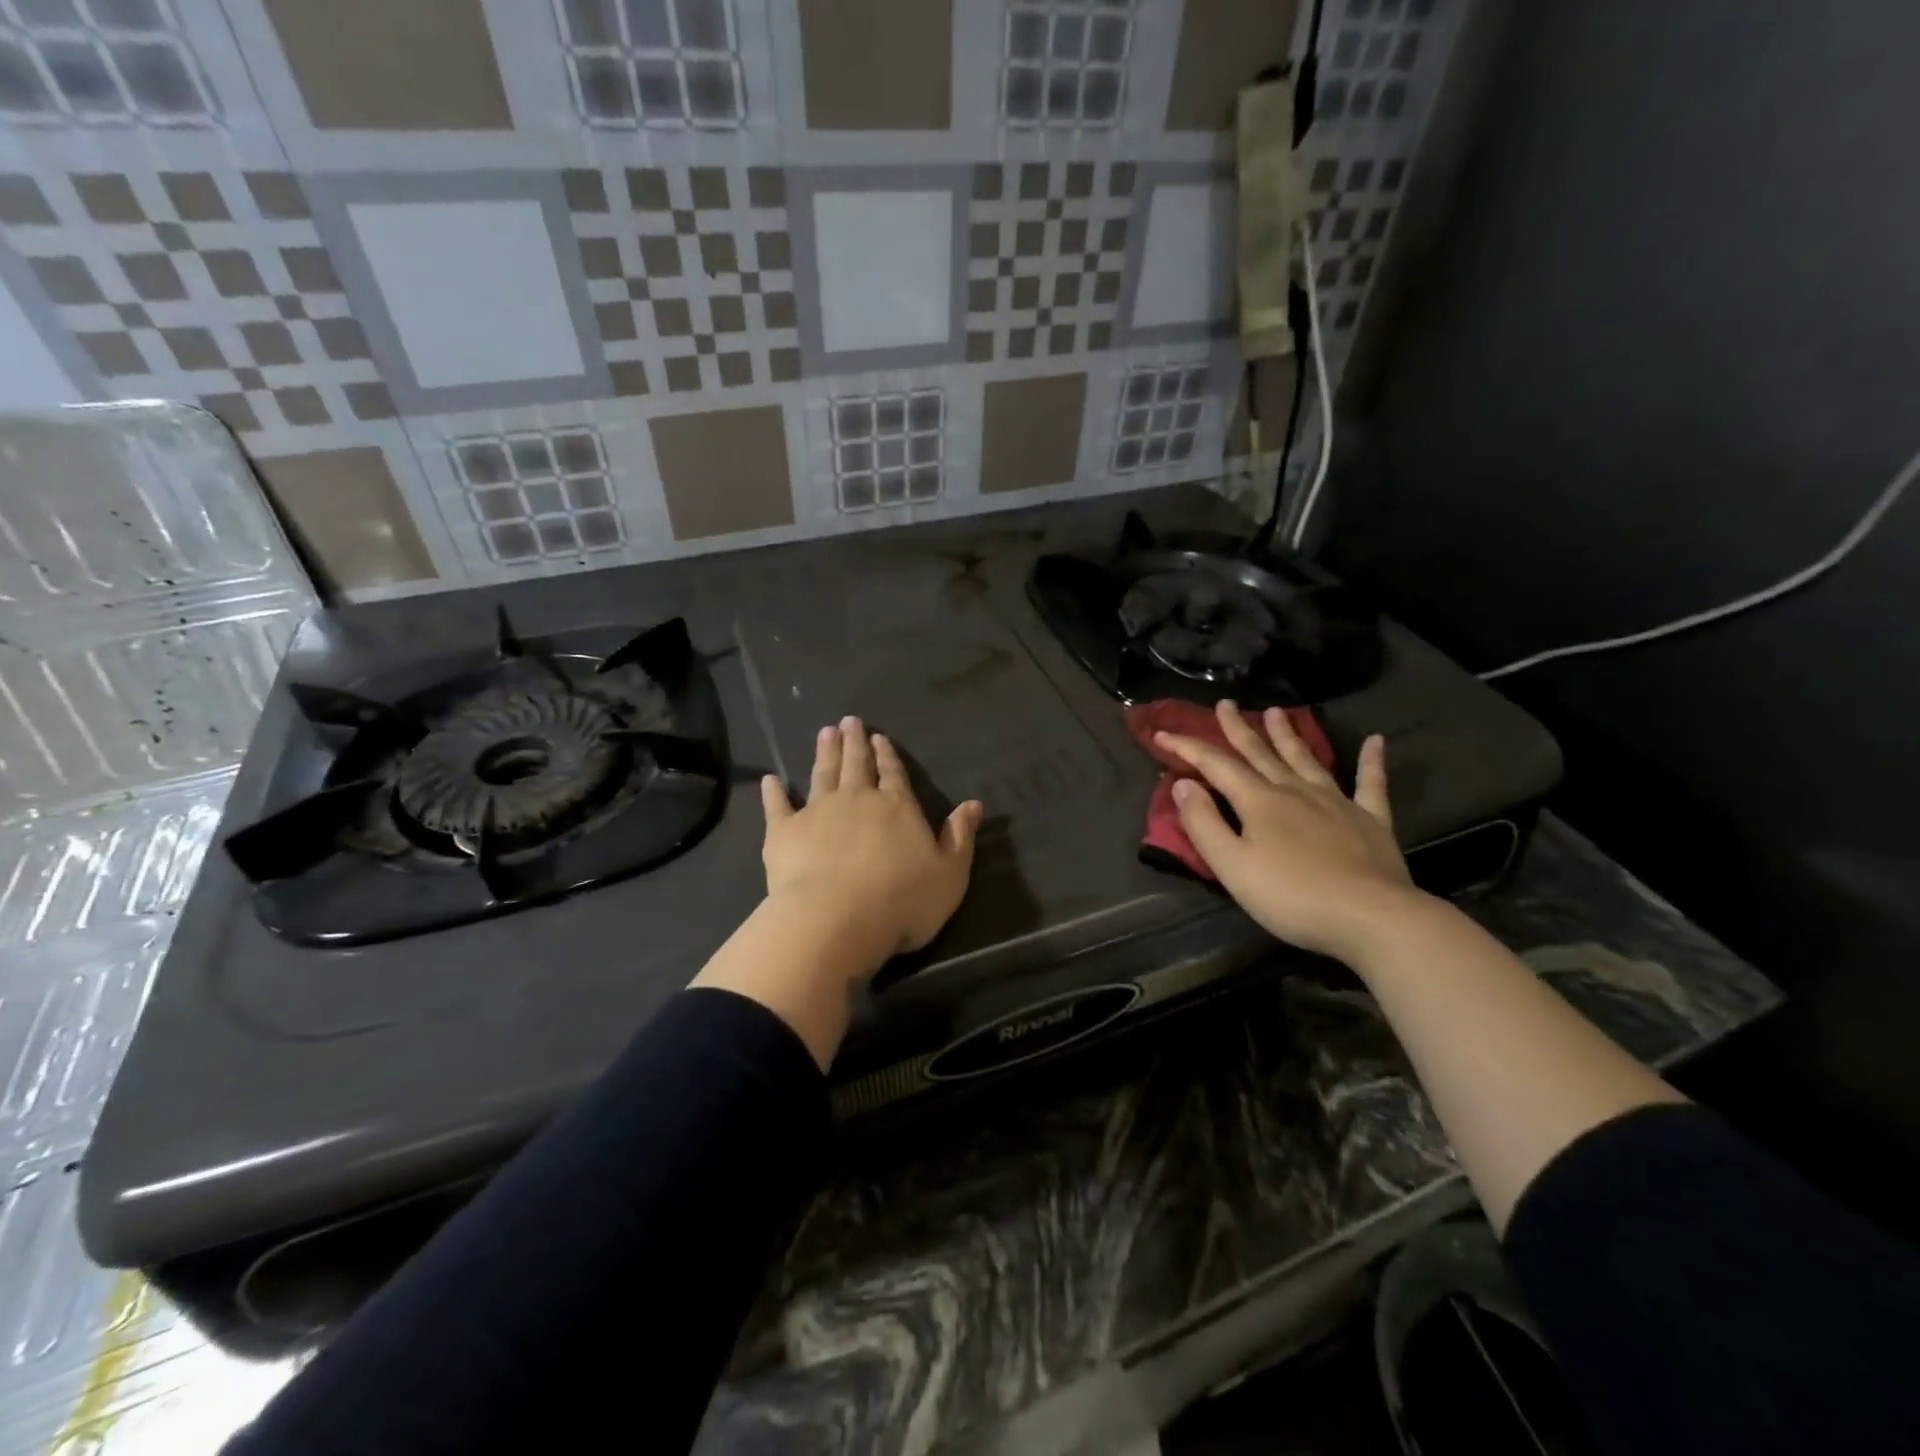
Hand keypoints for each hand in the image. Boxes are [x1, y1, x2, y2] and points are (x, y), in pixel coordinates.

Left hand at [760, 716, 983, 972]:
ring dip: (824, 753)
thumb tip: (974, 804)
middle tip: (849, 721)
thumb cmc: (902, 901)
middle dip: (855, 743)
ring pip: (822, 774)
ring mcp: (818, 811)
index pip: (894, 773)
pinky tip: (771, 780)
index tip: (880, 737)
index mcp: (897, 806)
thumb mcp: (949, 874)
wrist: (836, 919)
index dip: (888, 755)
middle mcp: (858, 799)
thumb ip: (959, 837)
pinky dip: (774, 792)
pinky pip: (778, 805)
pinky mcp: (784, 831)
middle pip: (856, 764)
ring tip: (825, 732)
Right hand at [1156, 701, 1417, 961]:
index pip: (1216, 765)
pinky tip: (1375, 741)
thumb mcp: (1232, 866)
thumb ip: (1203, 824)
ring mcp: (1337, 802)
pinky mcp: (1371, 820)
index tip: (1162, 733)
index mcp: (1259, 801)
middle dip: (1238, 729)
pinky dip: (1371, 761)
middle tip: (1225, 704)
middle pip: (1261, 753)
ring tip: (1276, 711)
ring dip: (1288, 735)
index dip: (1188, 747)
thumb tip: (1183, 784)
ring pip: (1306, 759)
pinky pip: (1371, 784)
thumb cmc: (1291, 895)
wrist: (1370, 917)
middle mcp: (1296, 791)